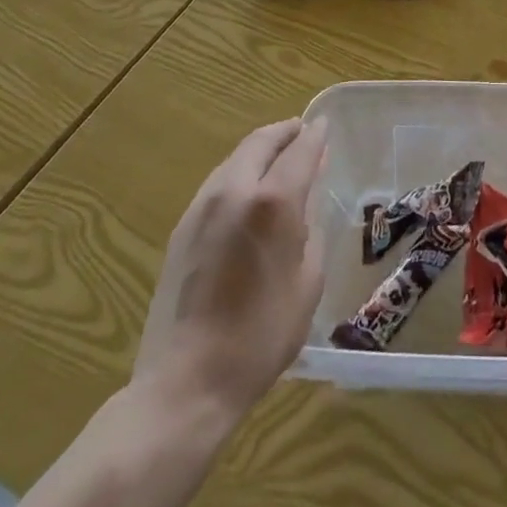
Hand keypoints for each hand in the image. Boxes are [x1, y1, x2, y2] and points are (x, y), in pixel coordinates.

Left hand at [130, 119, 326, 428]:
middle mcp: (234, 192)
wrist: (188, 382)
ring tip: (278, 159)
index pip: (300, 150)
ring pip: (234, 159)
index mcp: (273, 202)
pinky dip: (239, 173)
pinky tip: (249, 192)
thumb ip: (309, 228)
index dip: (316, 135)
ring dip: (259, 151)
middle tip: (303, 133)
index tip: (325, 125)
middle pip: (260, 143)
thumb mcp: (307, 280)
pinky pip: (217, 183)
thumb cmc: (263, 334)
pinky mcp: (181, 230)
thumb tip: (307, 197)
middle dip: (284, 133)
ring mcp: (201, 209)